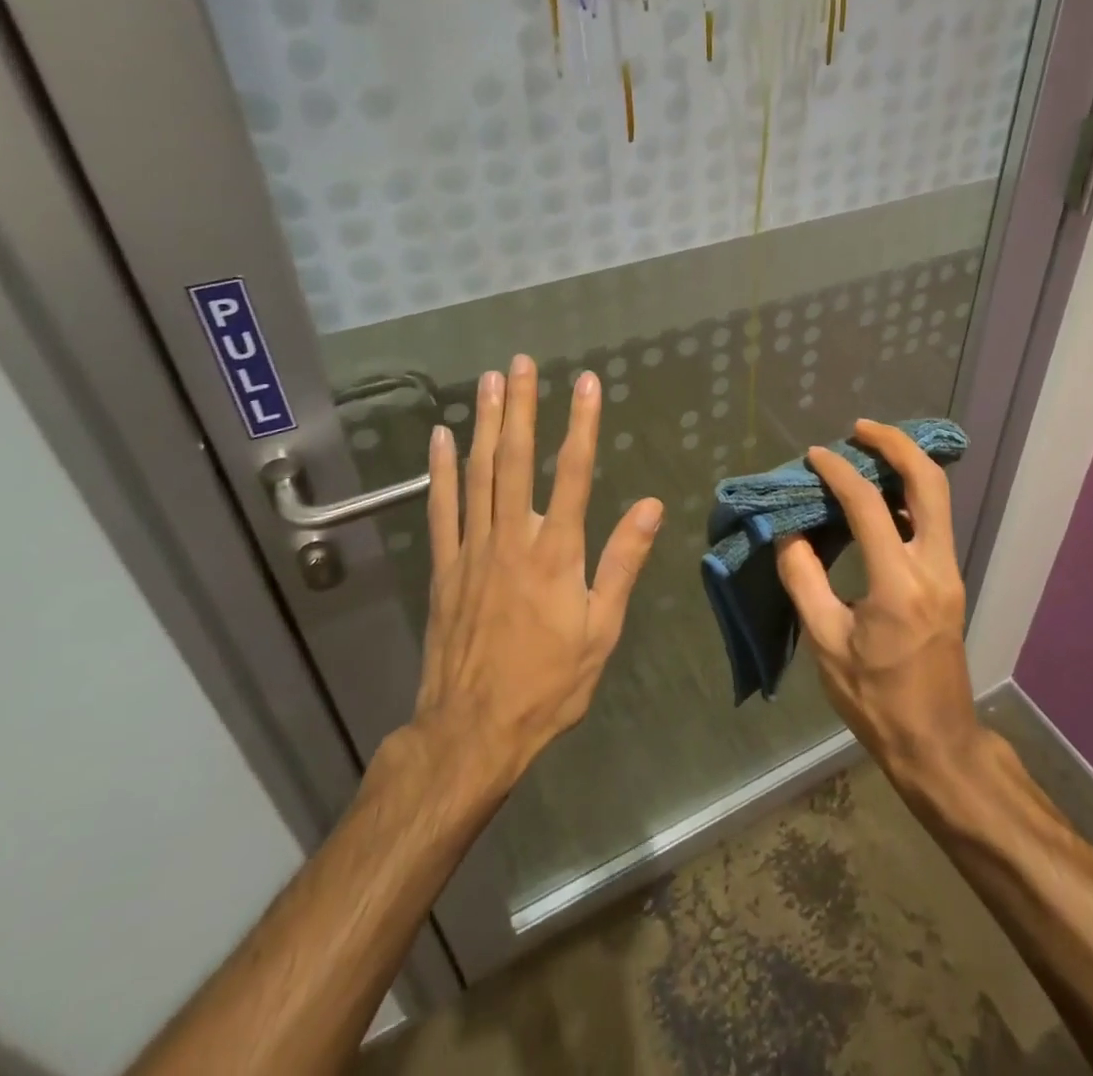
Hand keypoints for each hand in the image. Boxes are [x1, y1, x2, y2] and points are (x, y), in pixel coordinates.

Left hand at [412, 356, 663, 791]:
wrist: (473, 730)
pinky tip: (442, 438)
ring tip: (488, 382)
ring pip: (478, 473)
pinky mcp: (444, 566)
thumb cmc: (549, 682)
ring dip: (485, 424)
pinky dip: (440, 470)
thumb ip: (623, 563)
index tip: (585, 383)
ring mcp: (472, 549)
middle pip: (517, 460)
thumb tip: (651, 506)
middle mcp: (512, 538)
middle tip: (520, 363)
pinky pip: (441, 507)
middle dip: (521, 407)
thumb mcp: (602, 629)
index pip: (573, 473)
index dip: (581, 424)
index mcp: (556, 553)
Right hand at [775, 420, 981, 783]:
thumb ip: (804, 580)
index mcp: (899, 584)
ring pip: (938, 498)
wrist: (937, 742)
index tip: (814, 456)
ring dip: (906, 465)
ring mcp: (949, 572)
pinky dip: (911, 494)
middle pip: (929, 482)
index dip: (839, 472)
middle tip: (860, 428)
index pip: (870, 506)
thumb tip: (788, 533)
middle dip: (896, 444)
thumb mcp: (826, 643)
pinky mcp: (949, 581)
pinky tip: (882, 496)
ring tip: (868, 451)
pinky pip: (934, 521)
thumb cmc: (876, 700)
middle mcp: (934, 567)